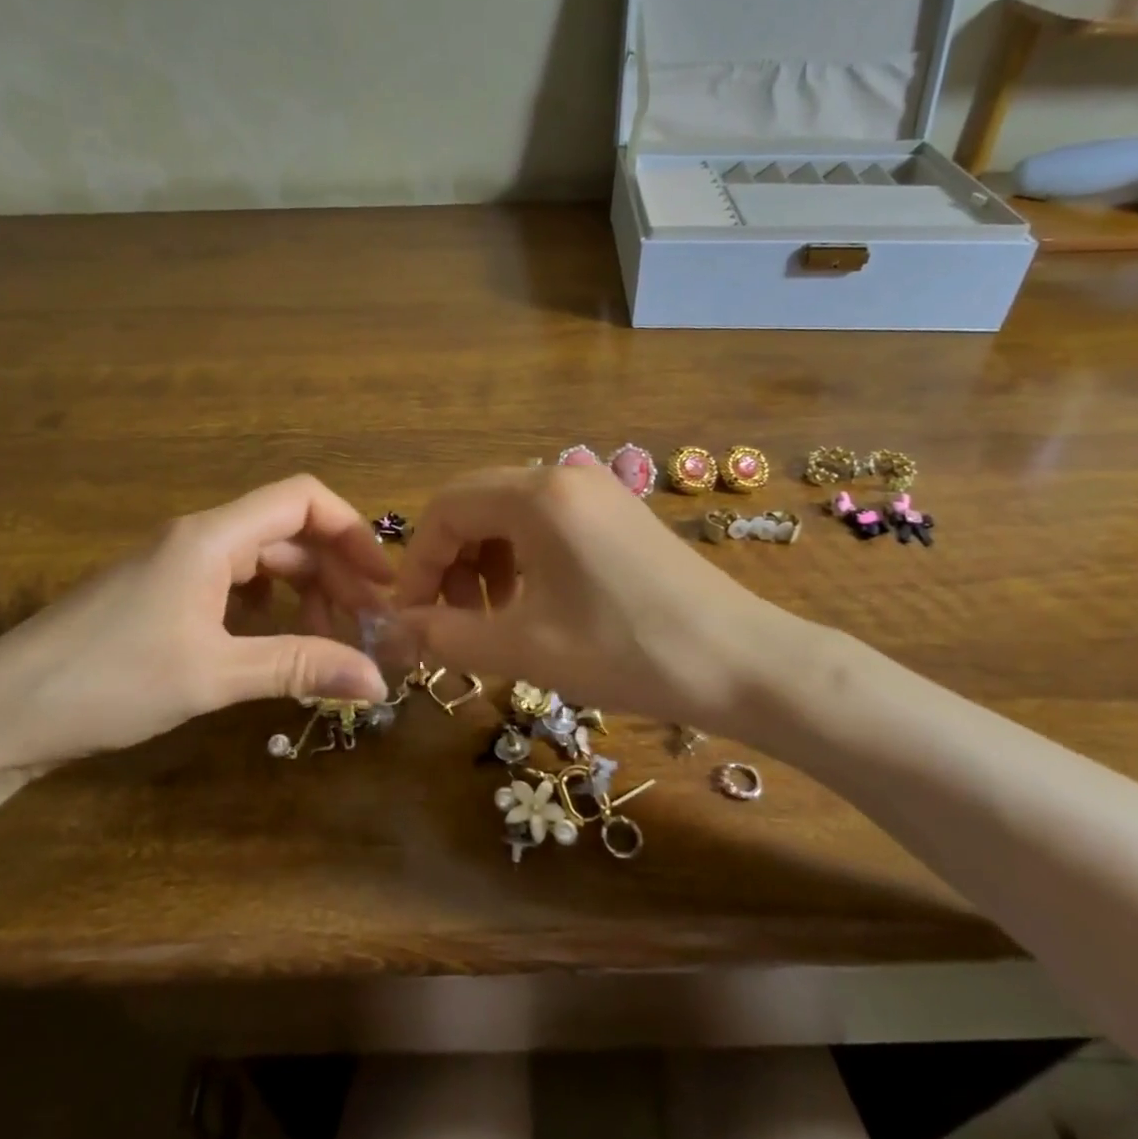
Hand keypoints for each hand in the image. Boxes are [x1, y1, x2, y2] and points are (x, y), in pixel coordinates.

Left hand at [0, 475, 394, 774]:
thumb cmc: (107, 682)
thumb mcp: (214, 675)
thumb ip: (300, 668)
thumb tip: (378, 680)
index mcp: (212, 538)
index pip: (301, 498)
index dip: (351, 530)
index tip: (382, 581)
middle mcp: (198, 539)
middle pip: (288, 533)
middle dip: (334, 572)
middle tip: (366, 625)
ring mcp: (176, 567)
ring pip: (262, 562)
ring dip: (303, 593)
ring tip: (329, 642)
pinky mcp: (161, 596)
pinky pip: (234, 587)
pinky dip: (268, 610)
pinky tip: (275, 644)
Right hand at [393, 466, 789, 729]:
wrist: (743, 662)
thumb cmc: (629, 651)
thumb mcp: (527, 648)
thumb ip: (448, 636)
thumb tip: (393, 633)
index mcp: (538, 495)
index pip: (446, 508)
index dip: (419, 564)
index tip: (412, 617)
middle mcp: (564, 476)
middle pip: (475, 505)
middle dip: (452, 563)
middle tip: (455, 621)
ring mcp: (597, 491)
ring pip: (511, 515)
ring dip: (486, 562)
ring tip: (496, 618)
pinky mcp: (619, 513)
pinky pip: (548, 524)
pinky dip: (523, 560)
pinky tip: (536, 605)